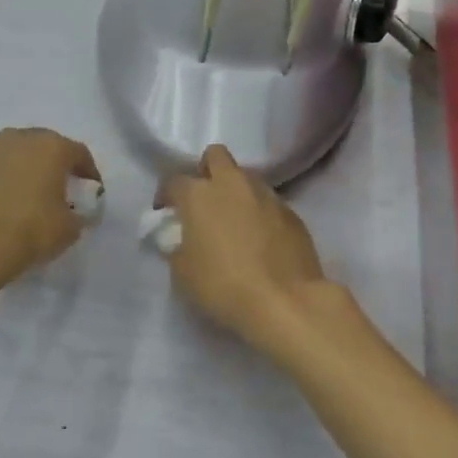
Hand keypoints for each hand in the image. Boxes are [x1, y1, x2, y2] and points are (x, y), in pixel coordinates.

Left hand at [0, 128, 101, 280]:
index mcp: (52, 146)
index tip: (92, 192)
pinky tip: (9, 205)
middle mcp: (21, 139)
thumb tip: (76, 214)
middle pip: (47, 147)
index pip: (80, 154)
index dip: (89, 173)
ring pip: (19, 156)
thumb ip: (79, 215)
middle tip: (63, 189)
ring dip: (29, 171)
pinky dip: (7, 183)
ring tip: (34, 196)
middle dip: (57, 165)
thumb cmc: (32, 228)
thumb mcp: (70, 228)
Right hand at [160, 145, 331, 355]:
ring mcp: (266, 195)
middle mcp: (233, 184)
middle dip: (206, 171)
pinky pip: (269, 202)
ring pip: (246, 177)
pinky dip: (260, 212)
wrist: (283, 301)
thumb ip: (177, 247)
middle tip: (203, 199)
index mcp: (200, 194)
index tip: (165, 212)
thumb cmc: (222, 286)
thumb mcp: (183, 273)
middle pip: (216, 156)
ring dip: (236, 190)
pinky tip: (261, 238)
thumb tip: (181, 240)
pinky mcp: (292, 213)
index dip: (166, 195)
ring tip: (234, 220)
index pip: (174, 180)